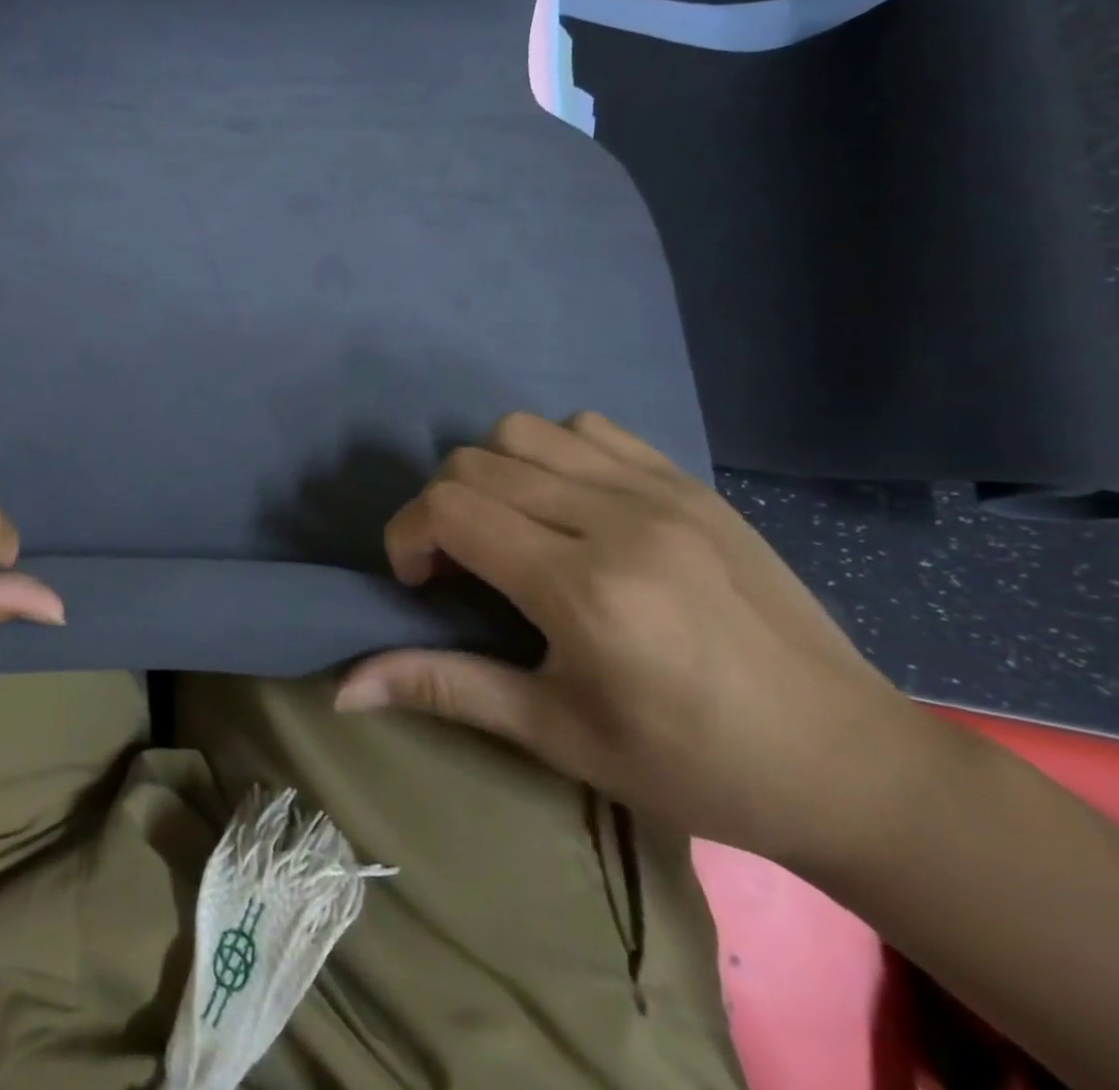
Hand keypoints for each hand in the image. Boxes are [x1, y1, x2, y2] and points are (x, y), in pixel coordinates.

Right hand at [335, 411, 925, 867]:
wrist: (850, 762)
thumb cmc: (692, 765)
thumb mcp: (557, 735)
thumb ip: (444, 688)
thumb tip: (344, 688)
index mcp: (584, 589)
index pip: (449, 509)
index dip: (406, 535)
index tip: (418, 582)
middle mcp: (617, 520)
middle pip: (473, 463)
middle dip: (439, 509)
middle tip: (457, 566)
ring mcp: (660, 491)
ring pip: (522, 431)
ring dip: (489, 474)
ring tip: (510, 529)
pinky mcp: (690, 482)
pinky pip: (587, 428)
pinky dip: (550, 454)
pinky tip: (568, 506)